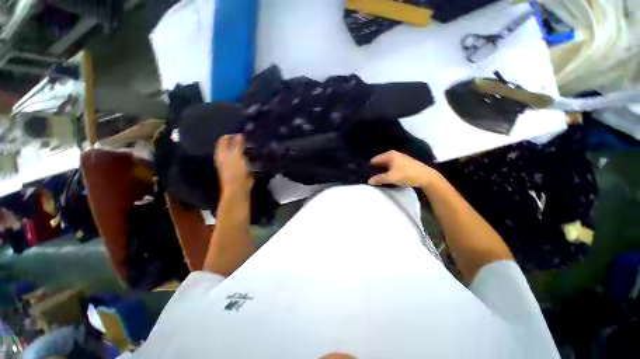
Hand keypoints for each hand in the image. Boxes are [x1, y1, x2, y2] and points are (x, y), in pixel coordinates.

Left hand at [214, 134, 253, 194]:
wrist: (237, 189)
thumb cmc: (237, 171)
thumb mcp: (238, 156)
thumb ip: (238, 144)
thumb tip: (239, 134)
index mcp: (221, 152)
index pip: (224, 138)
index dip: (233, 136)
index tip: (245, 137)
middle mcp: (222, 156)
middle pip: (229, 145)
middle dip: (238, 142)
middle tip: (249, 144)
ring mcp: (227, 163)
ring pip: (234, 152)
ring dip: (242, 149)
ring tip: (251, 150)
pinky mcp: (234, 169)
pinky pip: (238, 158)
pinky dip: (243, 156)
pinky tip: (250, 158)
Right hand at [368, 150, 437, 187]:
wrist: (426, 177)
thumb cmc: (406, 174)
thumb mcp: (391, 177)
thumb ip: (379, 179)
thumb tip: (369, 181)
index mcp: (389, 155)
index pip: (374, 160)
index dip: (370, 167)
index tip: (367, 175)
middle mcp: (393, 154)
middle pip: (380, 162)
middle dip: (376, 169)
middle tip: (372, 178)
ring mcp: (399, 158)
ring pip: (386, 164)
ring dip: (382, 171)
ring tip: (379, 179)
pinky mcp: (404, 163)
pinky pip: (392, 166)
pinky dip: (388, 171)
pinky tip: (389, 177)